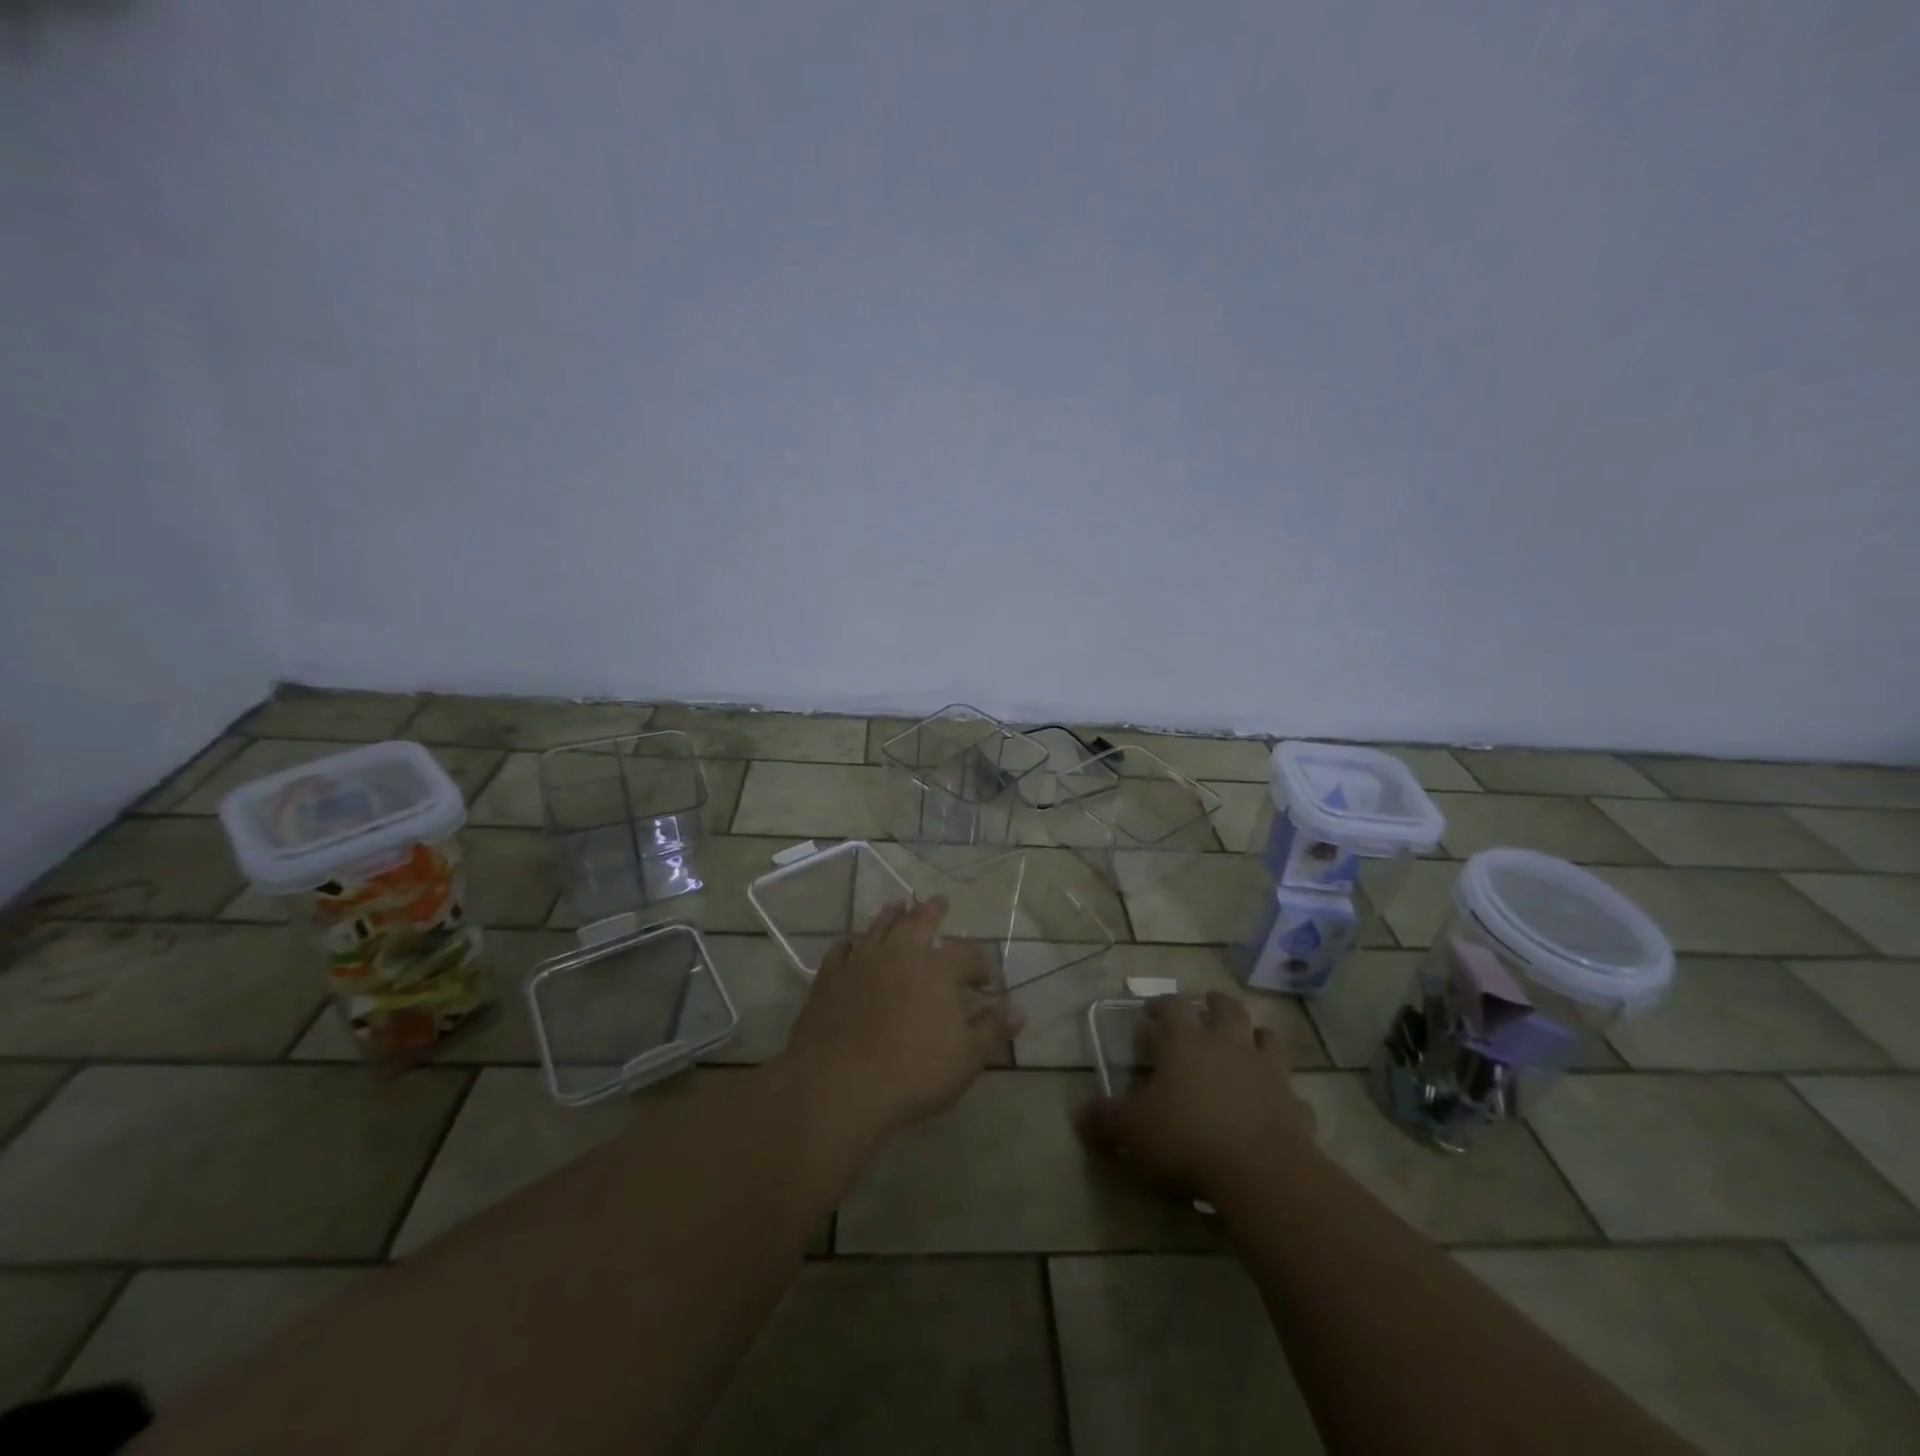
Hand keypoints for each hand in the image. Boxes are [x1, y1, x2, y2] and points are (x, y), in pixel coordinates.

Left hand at [777, 898, 1022, 1155]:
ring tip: (897, 906)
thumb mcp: (967, 1058)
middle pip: (919, 921)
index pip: (968, 953)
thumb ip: (992, 1029)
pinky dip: (849, 943)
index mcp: (938, 969)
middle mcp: (900, 953)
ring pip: (879, 926)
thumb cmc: (914, 1074)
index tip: (984, 981)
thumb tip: (1019, 1011)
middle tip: (939, 902)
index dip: (980, 964)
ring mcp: (861, 962)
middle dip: (932, 911)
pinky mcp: (830, 978)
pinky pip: (841, 950)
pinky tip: (850, 944)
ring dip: (891, 914)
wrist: (841, 1087)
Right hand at [1076, 991, 1317, 1201]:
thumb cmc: (1187, 1139)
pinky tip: (1275, 1106)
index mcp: (1187, 1043)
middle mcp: (1229, 1046)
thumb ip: (1106, 1121)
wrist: (1261, 1173)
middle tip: (1208, 1005)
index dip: (1162, 1005)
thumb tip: (1078, 1116)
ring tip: (1249, 1042)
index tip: (1152, 1010)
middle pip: (1227, 1009)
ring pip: (1268, 1039)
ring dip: (1257, 1036)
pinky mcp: (1296, 1107)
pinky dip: (1283, 1094)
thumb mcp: (1133, 1132)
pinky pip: (1291, 1092)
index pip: (1173, 1007)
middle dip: (1216, 1004)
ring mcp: (1268, 1073)